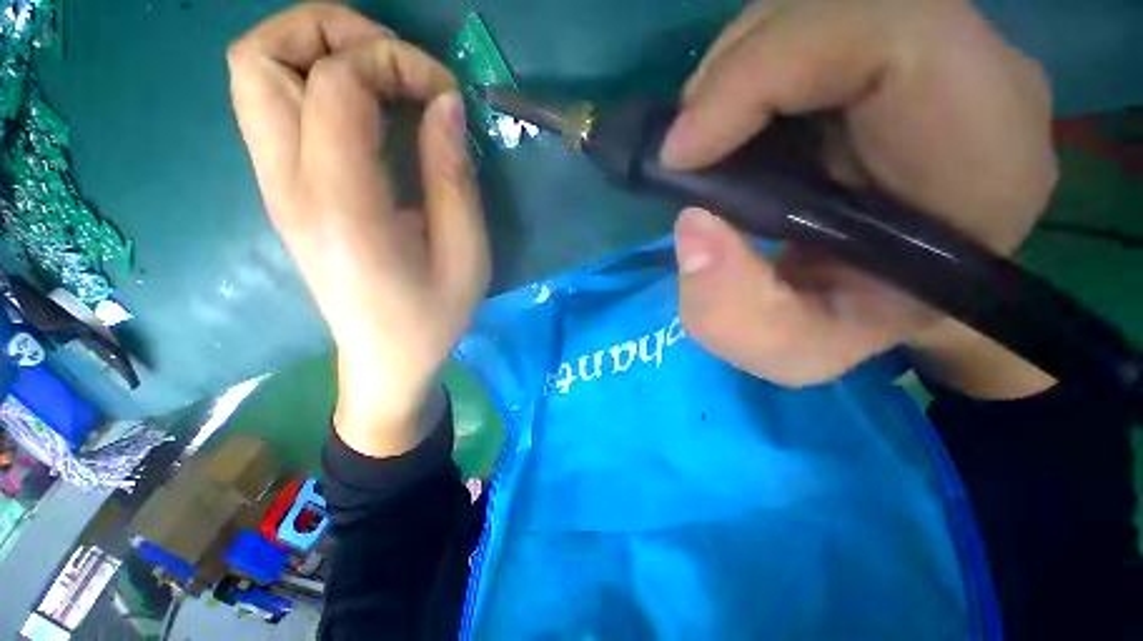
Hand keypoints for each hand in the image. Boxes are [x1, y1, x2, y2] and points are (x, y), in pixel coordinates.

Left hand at [228, 4, 488, 455]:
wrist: (386, 358)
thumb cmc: (433, 316)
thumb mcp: (466, 253)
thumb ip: (453, 176)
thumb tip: (445, 103)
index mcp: (342, 205)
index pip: (336, 83)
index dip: (394, 63)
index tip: (445, 93)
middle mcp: (288, 185)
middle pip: (260, 57)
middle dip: (330, 30)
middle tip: (395, 61)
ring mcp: (276, 187)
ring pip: (255, 75)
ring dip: (317, 51)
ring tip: (381, 77)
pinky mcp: (283, 193)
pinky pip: (275, 108)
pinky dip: (315, 83)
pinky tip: (368, 112)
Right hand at [661, 0, 1057, 391]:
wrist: (903, 293)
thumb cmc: (860, 325)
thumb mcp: (795, 349)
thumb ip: (736, 315)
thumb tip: (692, 227)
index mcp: (983, 153)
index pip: (888, 35)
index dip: (762, 73)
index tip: (684, 153)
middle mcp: (981, 72)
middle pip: (836, 7)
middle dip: (732, 78)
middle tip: (688, 152)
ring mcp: (945, 44)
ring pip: (813, 8)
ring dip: (735, 76)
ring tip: (710, 146)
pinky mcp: (903, 43)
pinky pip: (811, 24)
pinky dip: (752, 71)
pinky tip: (740, 128)